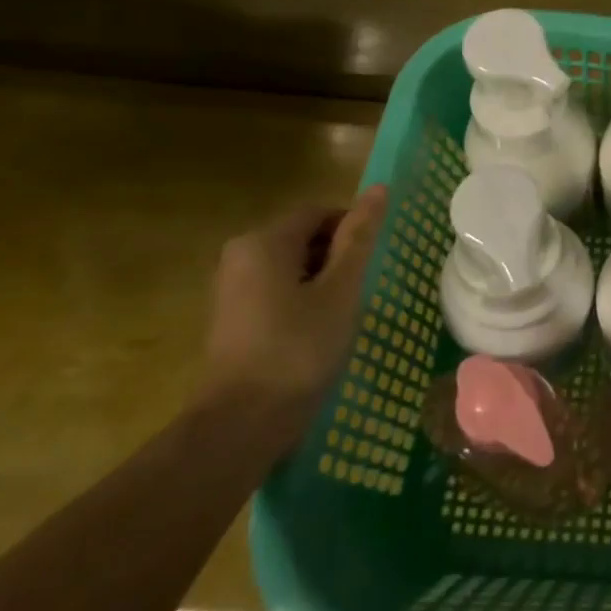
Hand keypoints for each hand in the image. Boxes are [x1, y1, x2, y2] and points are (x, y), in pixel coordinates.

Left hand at [198, 187, 388, 440]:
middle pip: (305, 238)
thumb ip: (359, 238)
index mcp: (264, 241)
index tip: (375, 263)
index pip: (321, 213)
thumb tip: (379, 189)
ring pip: (293, 266)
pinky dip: (303, 301)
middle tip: (363, 290)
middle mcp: (240, 255)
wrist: (243, 422)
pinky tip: (319, 332)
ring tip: (344, 314)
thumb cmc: (299, 348)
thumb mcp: (340, 290)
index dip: (354, 230)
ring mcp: (231, 288)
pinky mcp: (232, 317)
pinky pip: (277, 291)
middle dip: (339, 258)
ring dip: (324, 282)